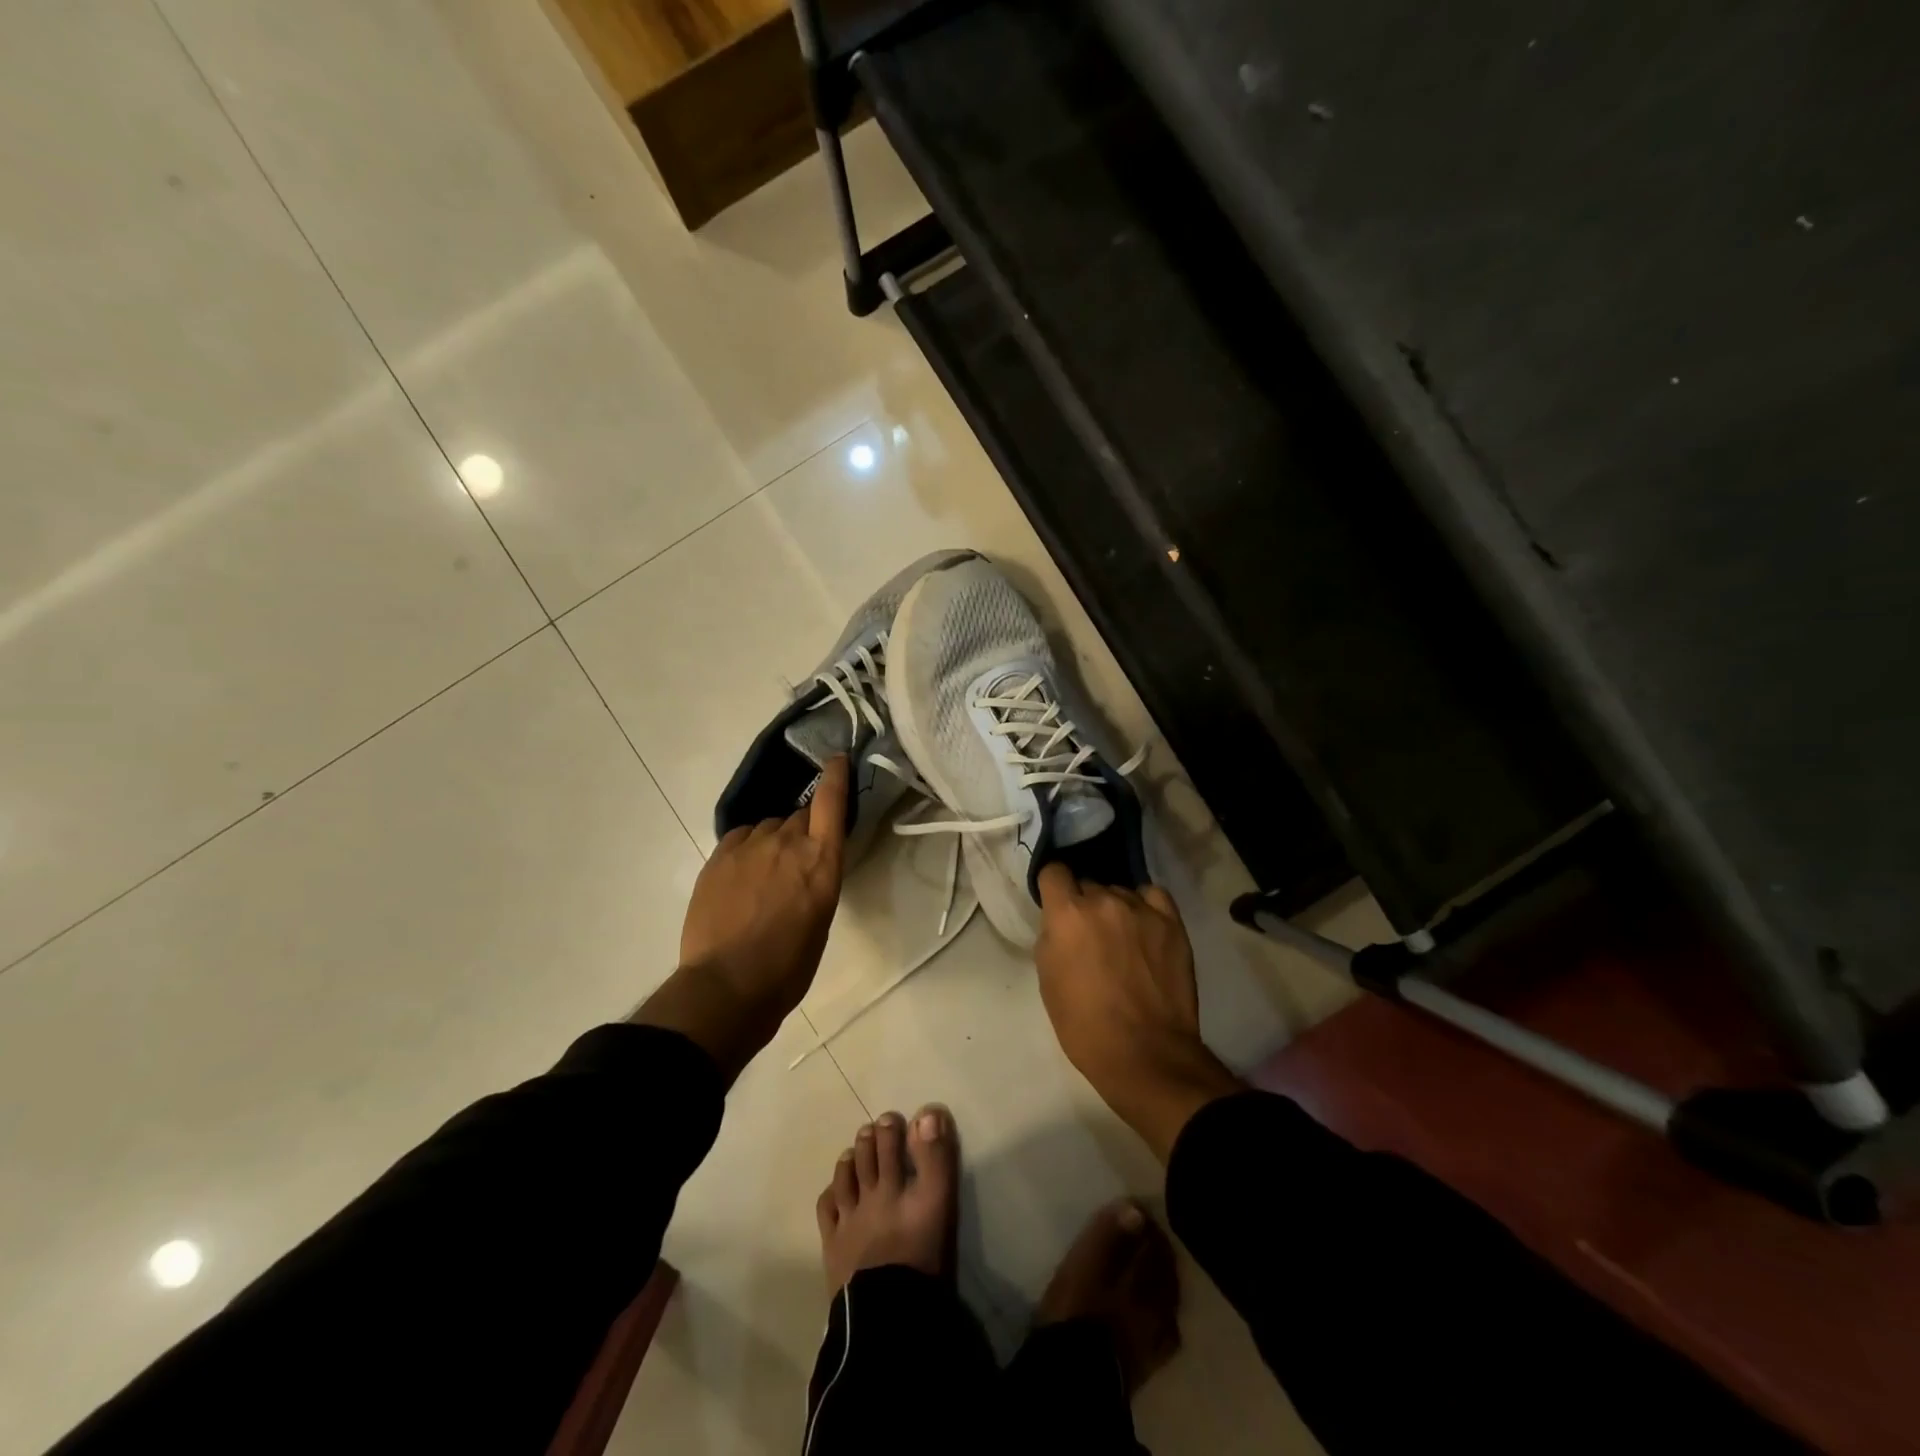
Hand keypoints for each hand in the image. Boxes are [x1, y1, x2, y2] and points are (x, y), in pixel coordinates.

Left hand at [634, 756, 848, 1082]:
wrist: (727, 985)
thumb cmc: (788, 966)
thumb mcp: (821, 919)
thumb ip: (817, 879)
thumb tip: (807, 867)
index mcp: (822, 861)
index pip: (832, 802)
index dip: (836, 776)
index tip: (837, 759)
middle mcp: (788, 842)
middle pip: (799, 817)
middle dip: (801, 831)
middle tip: (796, 862)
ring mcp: (750, 846)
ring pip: (768, 827)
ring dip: (772, 842)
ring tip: (765, 875)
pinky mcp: (719, 856)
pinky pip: (740, 838)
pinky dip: (747, 849)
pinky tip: (742, 873)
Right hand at [1035, 864, 1242, 1162]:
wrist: (1145, 1054)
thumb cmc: (1085, 1026)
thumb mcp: (1049, 980)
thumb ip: (1053, 938)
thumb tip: (1061, 924)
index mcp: (1068, 914)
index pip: (1054, 872)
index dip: (1053, 888)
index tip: (1055, 905)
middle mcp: (1104, 900)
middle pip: (1088, 885)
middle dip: (1084, 905)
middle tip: (1090, 936)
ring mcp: (1141, 909)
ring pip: (1120, 892)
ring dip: (1115, 910)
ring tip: (1123, 939)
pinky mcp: (1171, 922)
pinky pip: (1152, 896)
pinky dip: (1145, 906)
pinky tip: (1144, 927)